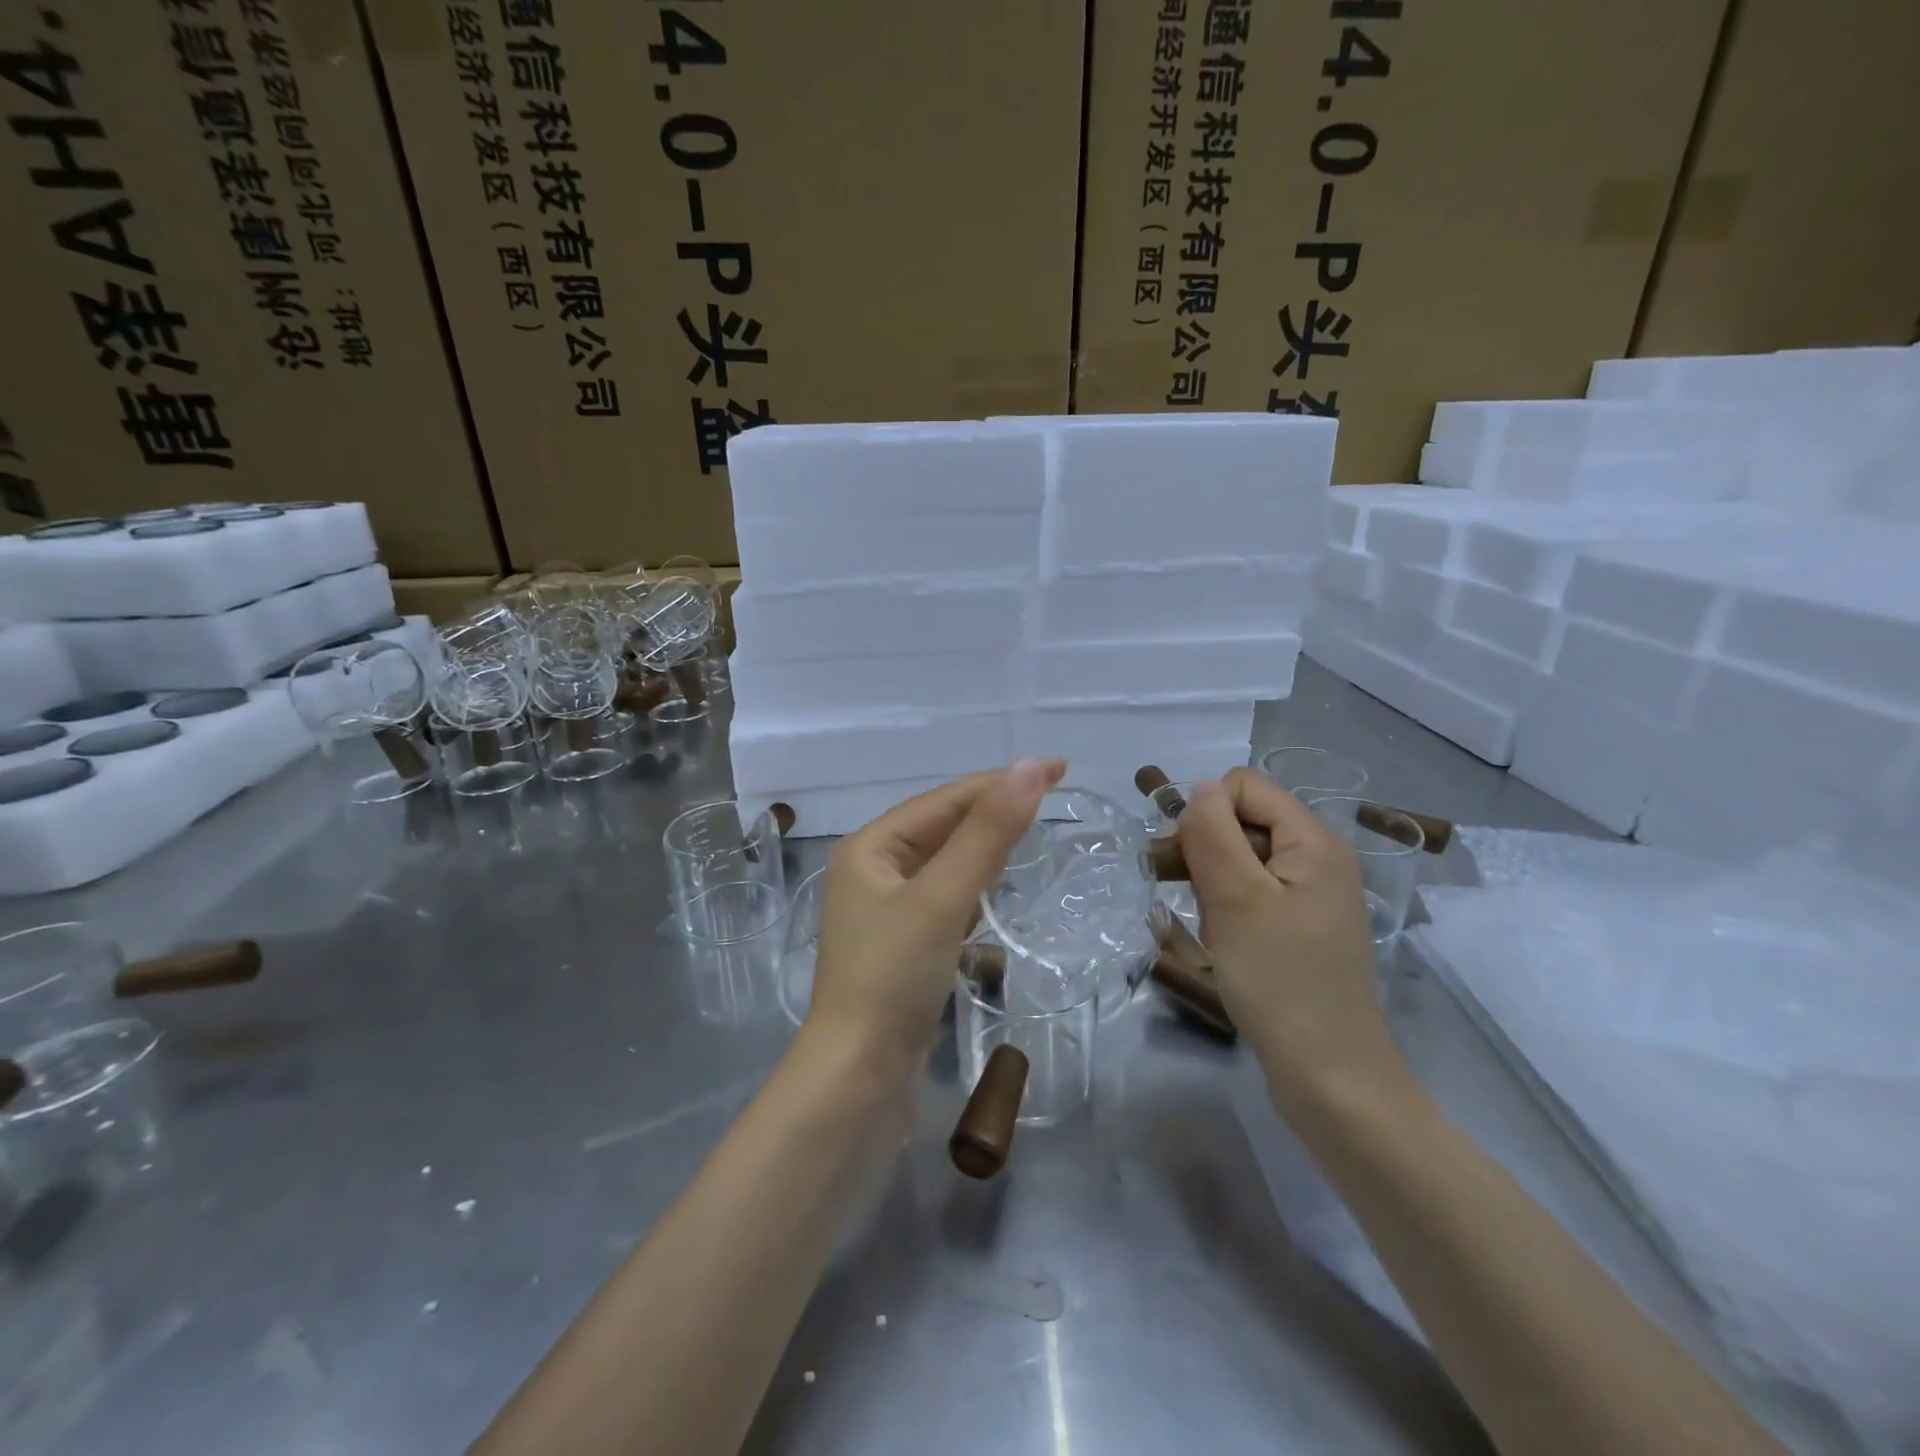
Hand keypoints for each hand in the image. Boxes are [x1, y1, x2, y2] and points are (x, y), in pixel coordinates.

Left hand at [808, 758, 1066, 1076]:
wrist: (858, 1079)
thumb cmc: (893, 977)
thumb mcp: (941, 898)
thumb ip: (987, 834)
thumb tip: (1029, 768)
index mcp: (870, 847)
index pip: (945, 800)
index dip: (1001, 781)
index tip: (1058, 768)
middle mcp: (873, 870)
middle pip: (944, 827)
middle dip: (995, 810)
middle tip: (1055, 795)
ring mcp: (887, 910)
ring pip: (947, 863)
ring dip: (987, 845)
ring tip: (1036, 831)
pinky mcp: (904, 945)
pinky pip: (947, 898)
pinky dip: (977, 886)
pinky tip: (1002, 888)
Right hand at [1177, 768, 1403, 1099]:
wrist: (1329, 1076)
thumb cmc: (1279, 980)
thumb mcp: (1235, 898)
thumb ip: (1213, 832)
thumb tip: (1200, 787)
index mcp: (1313, 841)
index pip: (1244, 786)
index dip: (1205, 811)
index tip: (1180, 857)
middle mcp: (1319, 859)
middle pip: (1245, 820)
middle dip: (1204, 846)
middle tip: (1174, 888)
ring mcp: (1312, 896)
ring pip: (1244, 859)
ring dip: (1210, 879)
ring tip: (1199, 921)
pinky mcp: (1302, 928)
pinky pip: (1255, 894)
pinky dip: (1227, 905)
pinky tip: (1216, 937)